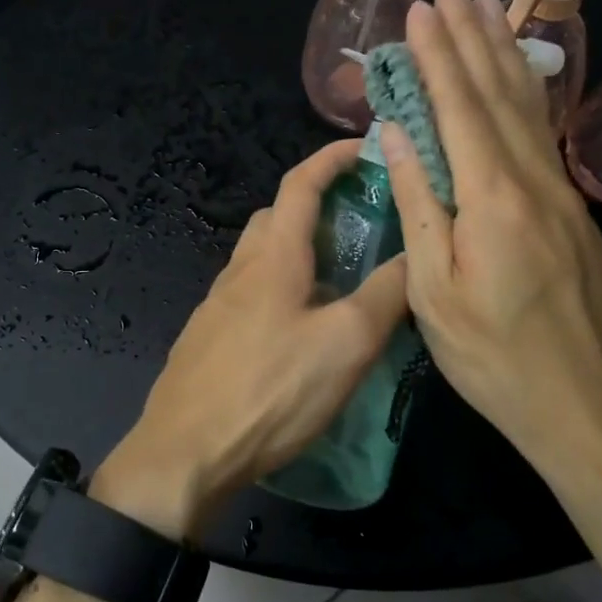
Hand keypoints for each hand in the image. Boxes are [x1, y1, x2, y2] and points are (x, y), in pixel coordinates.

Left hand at [92, 140, 408, 539]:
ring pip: (260, 259)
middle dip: (314, 207)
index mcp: (272, 257)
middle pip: (274, 218)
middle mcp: (238, 270)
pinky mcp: (207, 339)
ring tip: (337, 282)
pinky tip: (298, 331)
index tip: (362, 147)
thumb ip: (386, 295)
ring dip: (296, 252)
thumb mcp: (346, 343)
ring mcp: (216, 306)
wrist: (185, 453)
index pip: (300, 184)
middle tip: (357, 224)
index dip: (331, 157)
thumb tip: (417, 255)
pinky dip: (279, 291)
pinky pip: (249, 296)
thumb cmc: (271, 390)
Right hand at [379, 0, 601, 514]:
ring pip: (529, 109)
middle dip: (472, 36)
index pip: (459, 107)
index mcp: (494, 198)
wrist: (594, 410)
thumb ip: (418, 205)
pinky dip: (525, 96)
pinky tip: (520, 80)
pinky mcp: (574, 214)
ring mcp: (562, 196)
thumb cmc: (497, 361)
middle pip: (499, 93)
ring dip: (504, 55)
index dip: (437, 54)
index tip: (420, 8)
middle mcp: (534, 181)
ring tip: (490, 9)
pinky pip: (542, 136)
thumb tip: (395, 136)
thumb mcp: (435, 292)